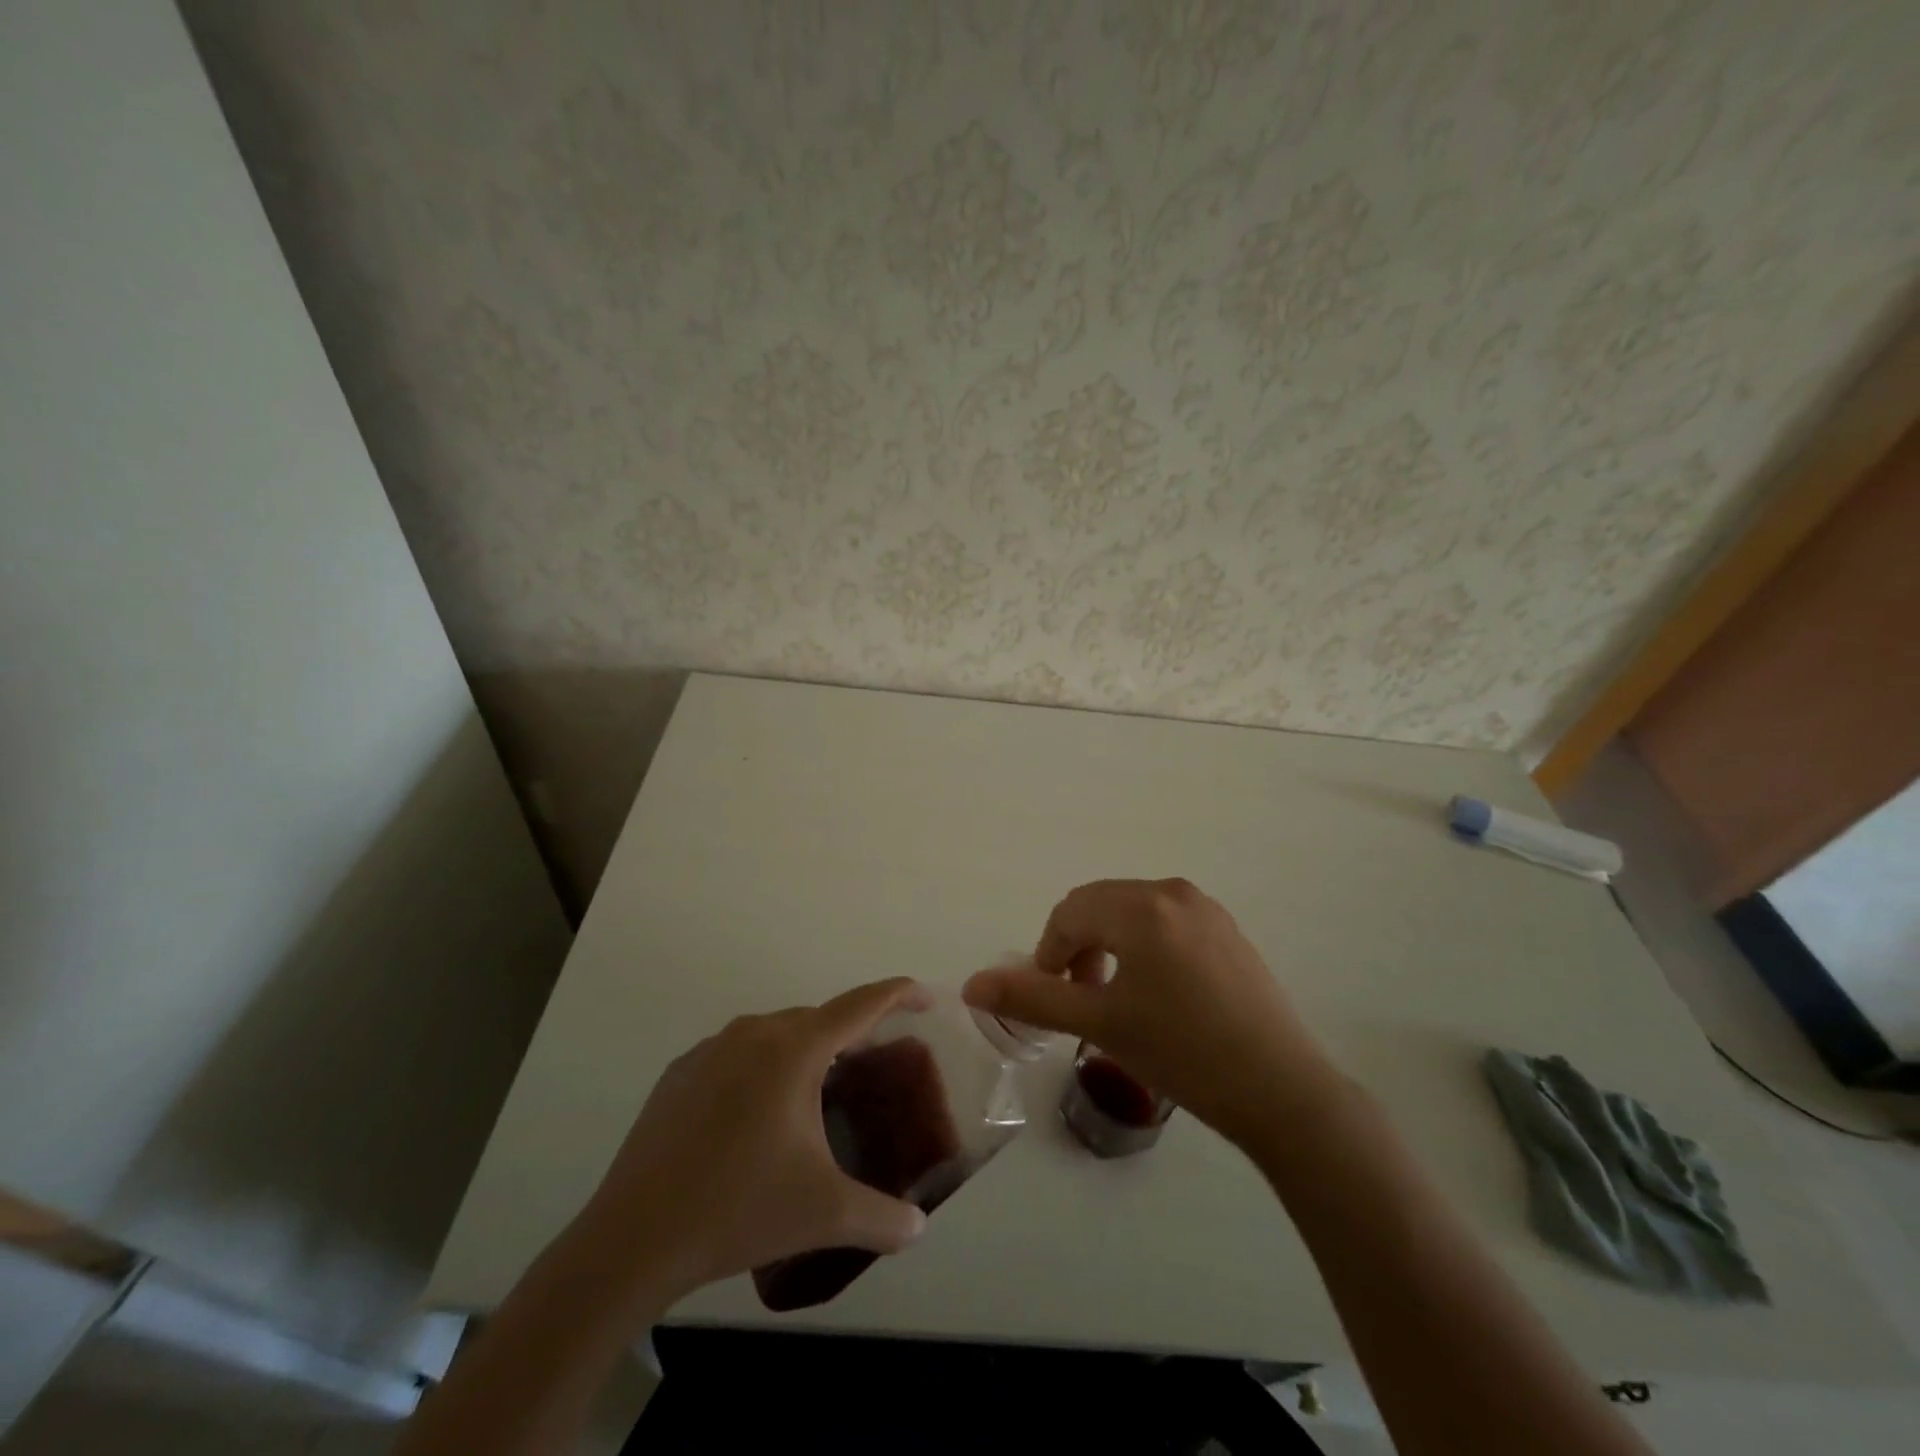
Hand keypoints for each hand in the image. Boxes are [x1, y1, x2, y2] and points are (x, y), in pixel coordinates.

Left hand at [574, 978, 932, 1310]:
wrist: (633, 1238)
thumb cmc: (739, 1209)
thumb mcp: (824, 1213)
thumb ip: (883, 1218)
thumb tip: (918, 1228)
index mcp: (796, 1050)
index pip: (861, 1005)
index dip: (899, 994)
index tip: (925, 995)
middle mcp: (755, 1033)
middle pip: (818, 1019)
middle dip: (851, 1034)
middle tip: (871, 1067)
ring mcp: (712, 1048)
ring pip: (775, 1033)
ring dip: (804, 1051)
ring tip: (816, 1094)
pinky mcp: (680, 1071)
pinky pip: (737, 1052)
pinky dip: (761, 1067)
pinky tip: (756, 1115)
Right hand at [964, 879, 1341, 1149]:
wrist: (1281, 1090)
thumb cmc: (1182, 1052)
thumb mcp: (1099, 1023)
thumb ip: (1032, 997)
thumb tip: (971, 983)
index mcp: (1141, 906)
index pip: (1070, 913)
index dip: (1048, 953)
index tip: (1053, 998)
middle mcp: (1173, 892)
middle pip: (1100, 905)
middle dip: (1078, 946)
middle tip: (1081, 999)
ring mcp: (1206, 909)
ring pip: (1132, 913)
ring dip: (1109, 945)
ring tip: (1115, 997)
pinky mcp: (1227, 931)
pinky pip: (1166, 923)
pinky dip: (1143, 946)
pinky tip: (1157, 994)